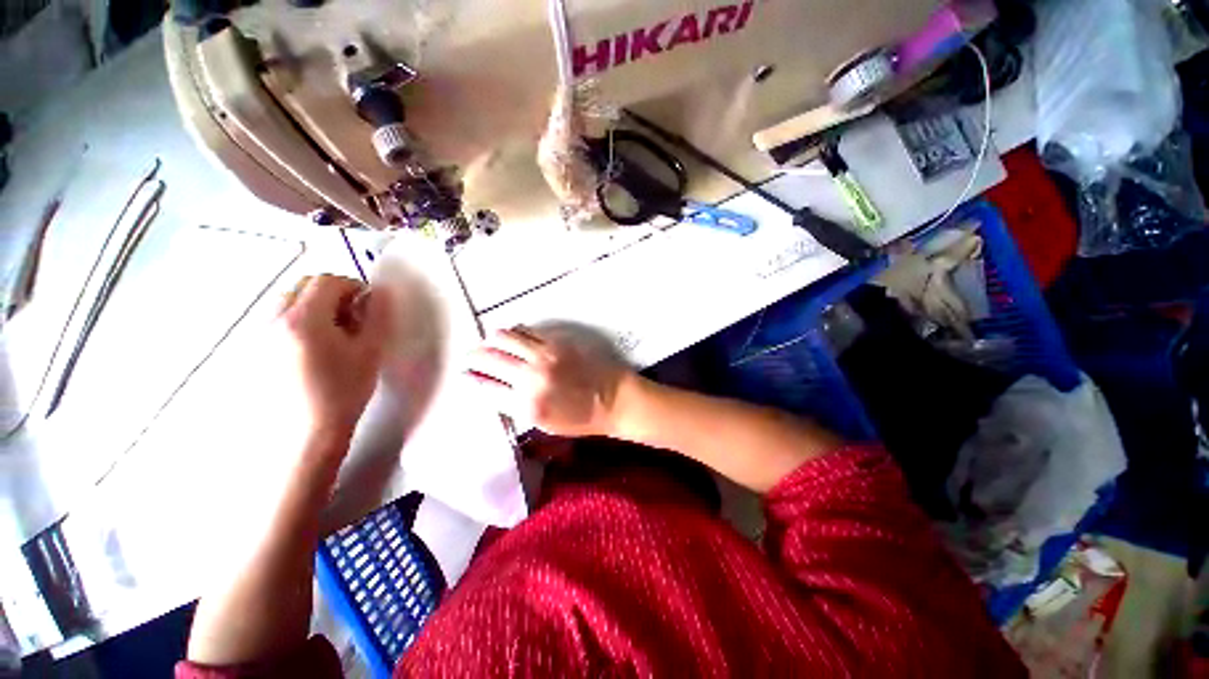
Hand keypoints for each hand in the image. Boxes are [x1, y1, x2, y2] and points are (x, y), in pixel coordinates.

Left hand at [276, 275, 391, 441]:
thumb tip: (380, 292)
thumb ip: (377, 316)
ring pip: (290, 302)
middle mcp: (274, 320)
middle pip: (303, 286)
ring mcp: (260, 335)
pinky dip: (300, 321)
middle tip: (353, 317)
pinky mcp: (255, 350)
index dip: (353, 286)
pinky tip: (316, 348)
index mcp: (304, 319)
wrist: (308, 432)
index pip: (327, 281)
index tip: (368, 304)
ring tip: (335, 334)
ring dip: (316, 306)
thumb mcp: (370, 351)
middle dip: (332, 293)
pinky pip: (279, 319)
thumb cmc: (344, 390)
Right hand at [466, 326, 632, 436]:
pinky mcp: (557, 341)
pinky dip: (514, 333)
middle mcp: (531, 376)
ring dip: (491, 341)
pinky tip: (513, 337)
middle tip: (471, 358)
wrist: (614, 399)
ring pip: (504, 338)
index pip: (486, 386)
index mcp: (526, 404)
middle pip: (489, 358)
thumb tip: (489, 386)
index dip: (471, 379)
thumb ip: (513, 405)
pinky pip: (526, 331)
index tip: (466, 374)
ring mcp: (544, 355)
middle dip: (474, 357)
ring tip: (490, 345)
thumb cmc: (580, 418)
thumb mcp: (543, 422)